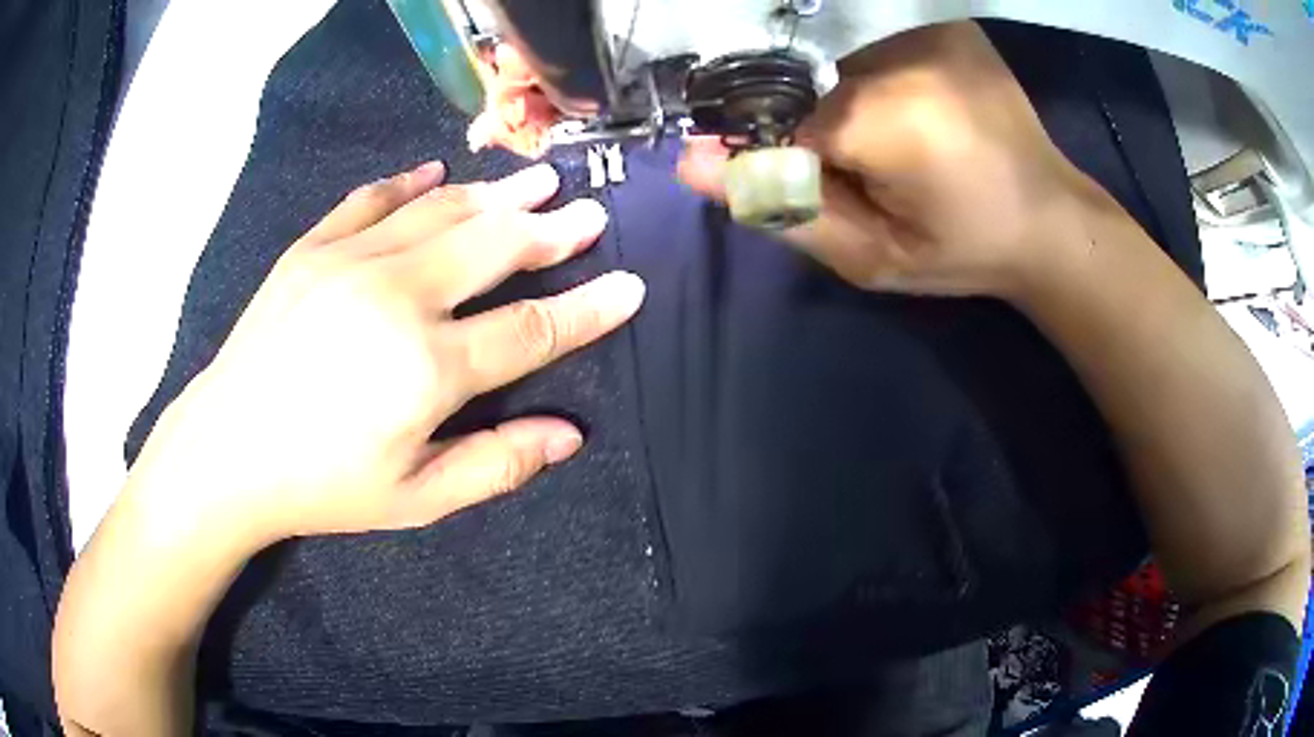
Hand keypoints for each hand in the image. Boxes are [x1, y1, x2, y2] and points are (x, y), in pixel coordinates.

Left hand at [131, 161, 644, 545]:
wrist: (226, 453)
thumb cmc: (322, 485)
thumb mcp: (415, 498)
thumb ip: (496, 464)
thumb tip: (568, 435)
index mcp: (427, 368)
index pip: (531, 328)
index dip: (588, 309)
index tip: (630, 285)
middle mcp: (397, 297)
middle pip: (495, 247)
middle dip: (552, 231)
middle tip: (590, 213)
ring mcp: (350, 261)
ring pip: (443, 211)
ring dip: (498, 194)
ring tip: (539, 180)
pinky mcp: (312, 248)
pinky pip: (372, 199)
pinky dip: (410, 183)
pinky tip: (438, 173)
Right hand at [679, 22, 1094, 297]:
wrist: (1050, 218)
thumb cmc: (967, 249)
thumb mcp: (872, 257)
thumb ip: (783, 208)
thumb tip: (690, 162)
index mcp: (888, 119)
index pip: (779, 116)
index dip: (777, 148)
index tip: (811, 175)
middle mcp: (901, 56)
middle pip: (804, 74)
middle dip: (805, 115)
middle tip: (857, 158)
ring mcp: (925, 29)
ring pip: (831, 50)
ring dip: (833, 86)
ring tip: (887, 131)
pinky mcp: (941, 22)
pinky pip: (867, 34)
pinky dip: (860, 63)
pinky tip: (899, 99)